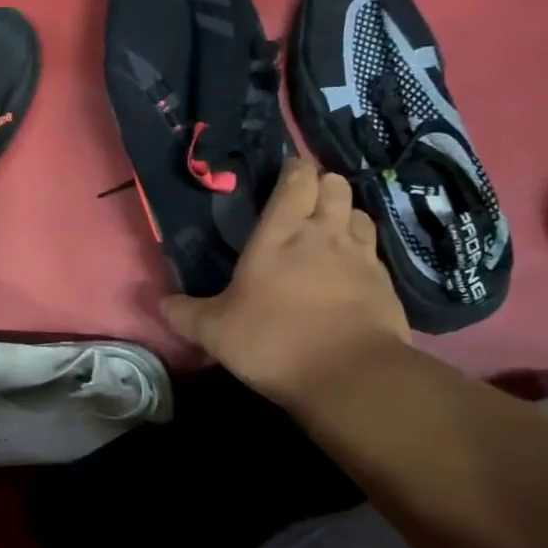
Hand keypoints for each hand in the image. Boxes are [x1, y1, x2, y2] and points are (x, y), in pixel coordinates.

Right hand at [161, 160, 409, 406]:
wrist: (351, 376)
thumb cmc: (274, 341)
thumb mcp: (215, 332)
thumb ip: (186, 313)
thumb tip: (160, 303)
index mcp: (281, 233)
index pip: (296, 180)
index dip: (293, 170)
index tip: (284, 174)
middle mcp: (325, 234)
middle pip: (335, 185)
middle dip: (322, 185)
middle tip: (305, 203)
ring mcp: (362, 257)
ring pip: (359, 213)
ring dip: (345, 215)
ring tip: (330, 233)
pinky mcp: (387, 285)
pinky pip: (375, 253)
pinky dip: (363, 254)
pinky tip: (351, 274)